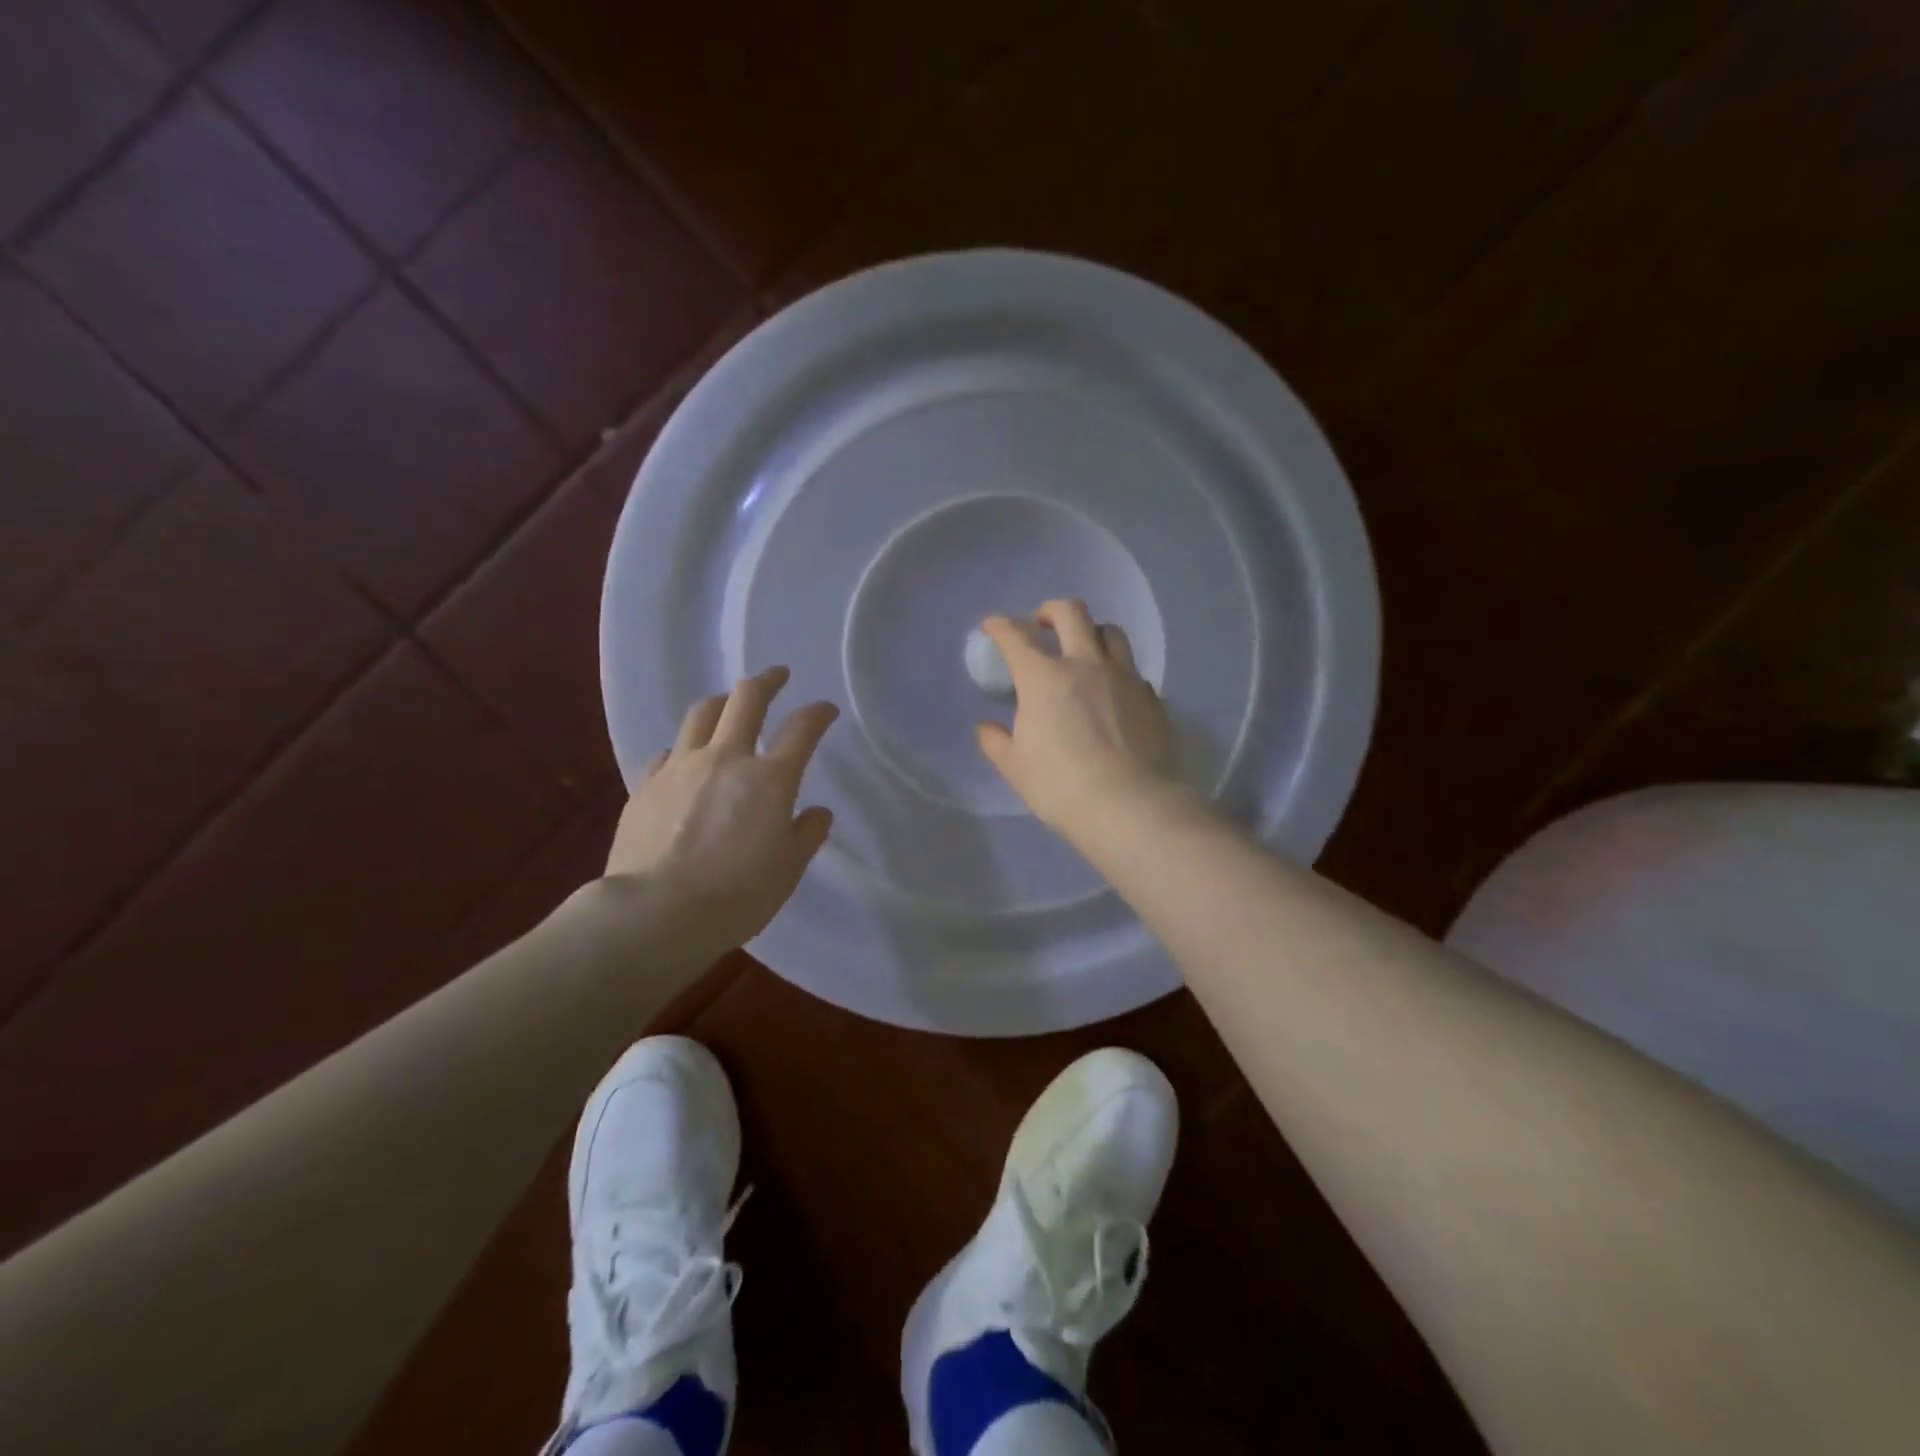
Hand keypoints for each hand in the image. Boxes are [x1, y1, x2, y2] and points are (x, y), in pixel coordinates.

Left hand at [607, 666, 838, 953]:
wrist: (656, 913)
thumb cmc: (737, 895)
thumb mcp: (787, 870)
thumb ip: (806, 835)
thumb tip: (817, 814)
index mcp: (769, 779)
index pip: (802, 729)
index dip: (818, 713)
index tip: (826, 710)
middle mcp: (725, 759)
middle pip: (746, 699)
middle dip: (767, 681)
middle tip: (777, 676)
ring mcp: (681, 767)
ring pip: (701, 714)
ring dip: (722, 703)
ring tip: (729, 706)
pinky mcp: (647, 785)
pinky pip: (670, 751)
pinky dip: (685, 747)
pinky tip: (686, 760)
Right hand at [975, 600, 1173, 835]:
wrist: (1127, 806)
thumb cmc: (1059, 786)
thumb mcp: (1015, 767)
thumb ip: (996, 741)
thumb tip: (986, 727)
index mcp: (1044, 677)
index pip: (1015, 636)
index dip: (999, 626)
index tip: (992, 628)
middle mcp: (1086, 665)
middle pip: (1071, 613)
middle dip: (1050, 610)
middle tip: (1041, 625)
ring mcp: (1124, 678)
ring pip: (1111, 632)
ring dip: (1091, 633)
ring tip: (1084, 650)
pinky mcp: (1151, 698)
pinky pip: (1133, 671)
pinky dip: (1118, 673)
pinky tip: (1113, 693)